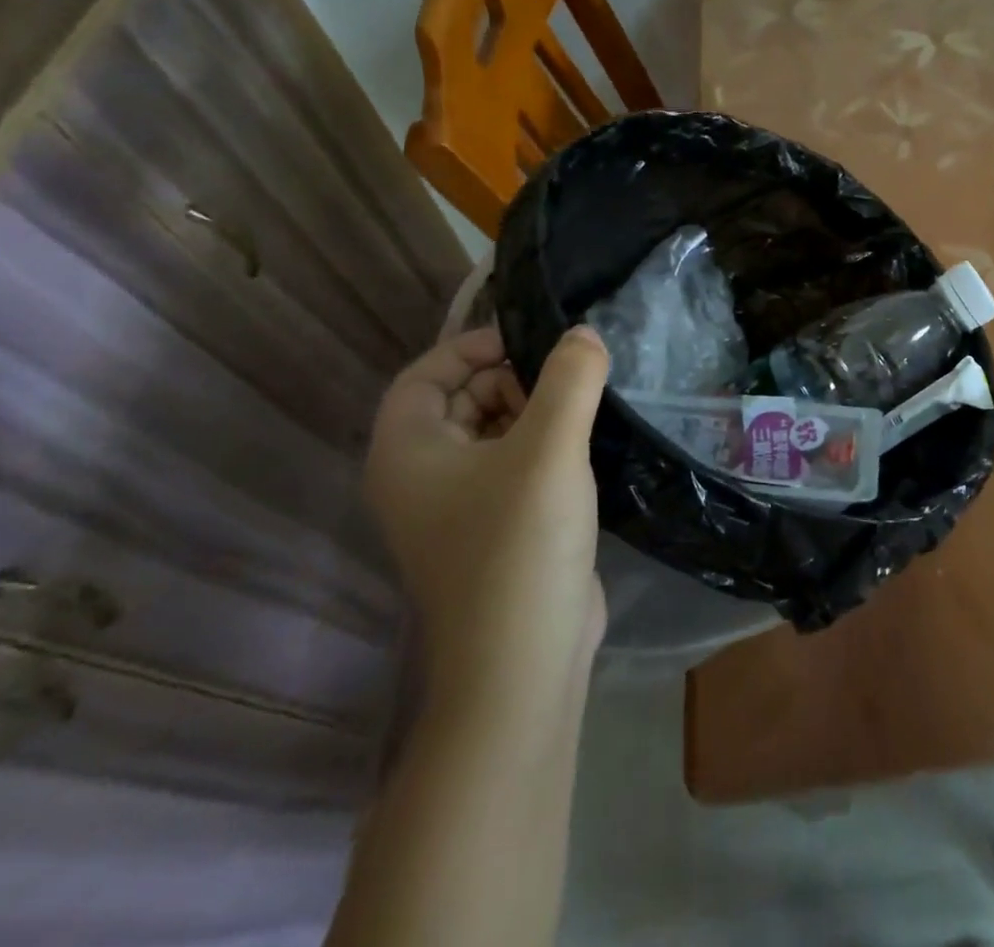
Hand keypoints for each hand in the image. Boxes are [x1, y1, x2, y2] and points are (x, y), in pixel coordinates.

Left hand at [363, 325, 609, 713]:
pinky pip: (513, 465)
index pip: (424, 374)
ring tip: (585, 408)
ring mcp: (458, 508)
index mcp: (407, 453)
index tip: (531, 339)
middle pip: (459, 400)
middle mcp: (422, 478)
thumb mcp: (550, 447)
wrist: (524, 661)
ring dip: (535, 411)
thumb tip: (583, 333)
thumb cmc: (521, 543)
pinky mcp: (496, 529)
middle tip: (569, 379)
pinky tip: (586, 444)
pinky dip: (544, 445)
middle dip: (512, 379)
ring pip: (491, 433)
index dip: (472, 347)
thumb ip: (570, 378)